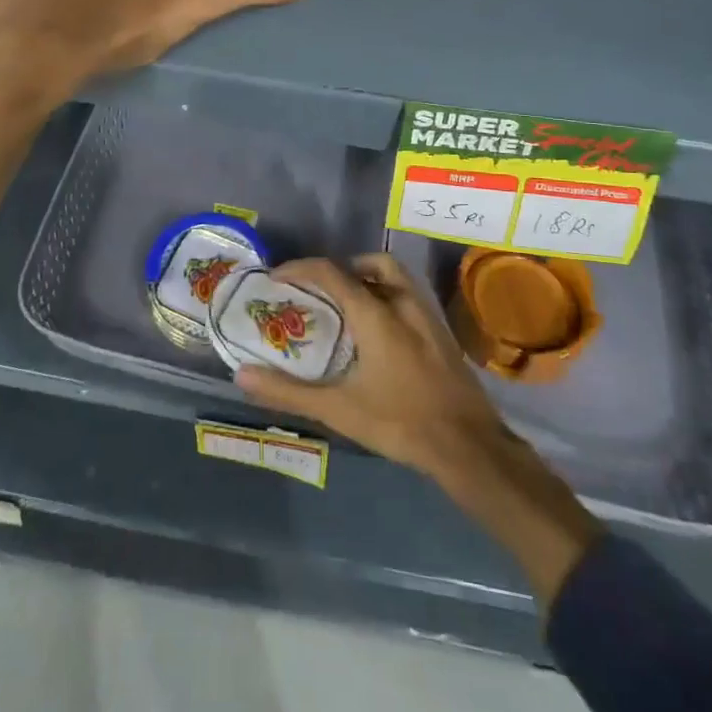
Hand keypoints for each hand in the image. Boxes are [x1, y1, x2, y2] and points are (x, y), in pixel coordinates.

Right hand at [236, 254, 602, 606]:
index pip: (333, 272)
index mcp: (376, 313)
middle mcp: (403, 303)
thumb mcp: (338, 409)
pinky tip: (380, 331)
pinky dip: (388, 296)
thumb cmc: (400, 422)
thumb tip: (243, 375)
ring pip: (396, 277)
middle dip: (343, 267)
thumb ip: (289, 391)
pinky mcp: (442, 333)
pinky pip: (409, 296)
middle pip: (372, 264)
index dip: (302, 268)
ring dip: (369, 279)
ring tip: (348, 306)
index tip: (278, 276)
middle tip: (321, 289)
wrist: (469, 447)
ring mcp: (428, 316)